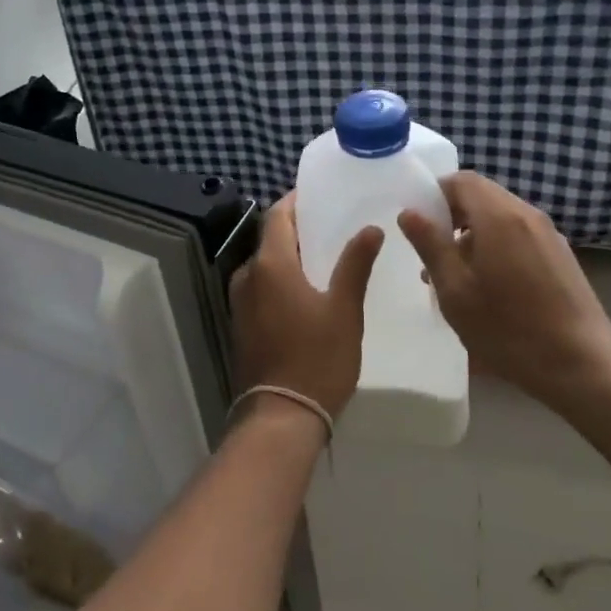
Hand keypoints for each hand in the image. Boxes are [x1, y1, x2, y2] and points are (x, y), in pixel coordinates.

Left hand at [229, 194, 383, 427]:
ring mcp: (240, 301)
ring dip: (289, 255)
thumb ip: (355, 265)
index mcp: (270, 265)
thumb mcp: (344, 310)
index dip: (295, 201)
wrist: (280, 416)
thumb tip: (370, 228)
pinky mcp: (241, 323)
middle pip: (270, 239)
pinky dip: (281, 278)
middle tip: (330, 224)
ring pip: (265, 264)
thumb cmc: (316, 358)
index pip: (277, 216)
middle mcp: (247, 276)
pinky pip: (261, 286)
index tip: (317, 195)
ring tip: (323, 255)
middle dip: (296, 228)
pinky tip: (306, 289)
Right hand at [397, 173, 610, 409]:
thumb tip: (409, 212)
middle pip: (482, 196)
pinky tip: (489, 288)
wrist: (584, 368)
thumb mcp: (455, 290)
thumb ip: (430, 245)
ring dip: (472, 234)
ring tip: (455, 276)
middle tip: (432, 252)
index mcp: (499, 217)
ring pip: (499, 217)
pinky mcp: (561, 256)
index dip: (434, 194)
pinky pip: (518, 235)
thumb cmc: (509, 329)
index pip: (461, 180)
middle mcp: (527, 215)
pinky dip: (496, 246)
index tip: (418, 224)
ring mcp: (549, 235)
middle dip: (451, 216)